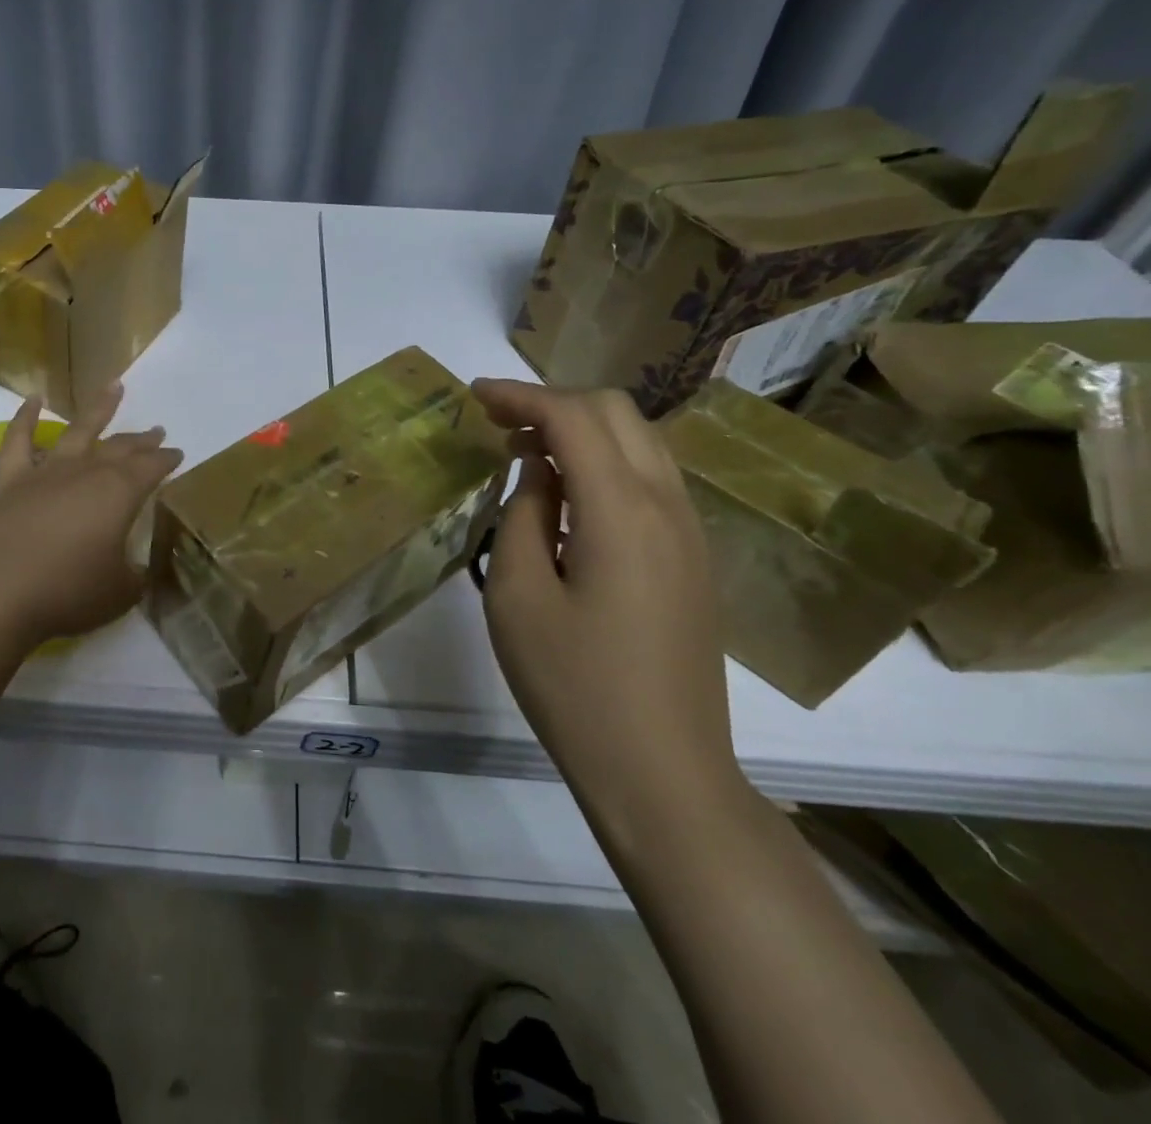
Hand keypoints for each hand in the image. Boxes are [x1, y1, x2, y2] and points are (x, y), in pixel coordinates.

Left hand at [0, 384, 183, 650]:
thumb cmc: (67, 593)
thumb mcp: (120, 593)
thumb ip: (133, 576)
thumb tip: (135, 570)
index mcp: (119, 493)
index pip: (152, 468)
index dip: (167, 460)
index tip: (178, 455)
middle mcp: (86, 473)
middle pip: (121, 448)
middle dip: (142, 440)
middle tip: (157, 432)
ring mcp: (46, 473)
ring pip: (78, 431)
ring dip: (99, 408)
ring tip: (114, 387)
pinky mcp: (9, 483)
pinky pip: (18, 441)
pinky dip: (25, 418)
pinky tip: (32, 399)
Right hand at [470, 379, 744, 826]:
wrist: (662, 771)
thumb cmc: (573, 685)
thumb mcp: (518, 596)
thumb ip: (523, 515)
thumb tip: (536, 470)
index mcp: (621, 511)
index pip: (572, 417)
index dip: (520, 395)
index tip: (474, 395)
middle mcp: (667, 506)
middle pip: (617, 413)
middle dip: (553, 402)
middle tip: (498, 422)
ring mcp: (690, 533)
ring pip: (641, 442)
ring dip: (582, 429)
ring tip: (527, 451)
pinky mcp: (693, 560)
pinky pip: (651, 479)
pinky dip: (606, 461)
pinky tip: (568, 494)